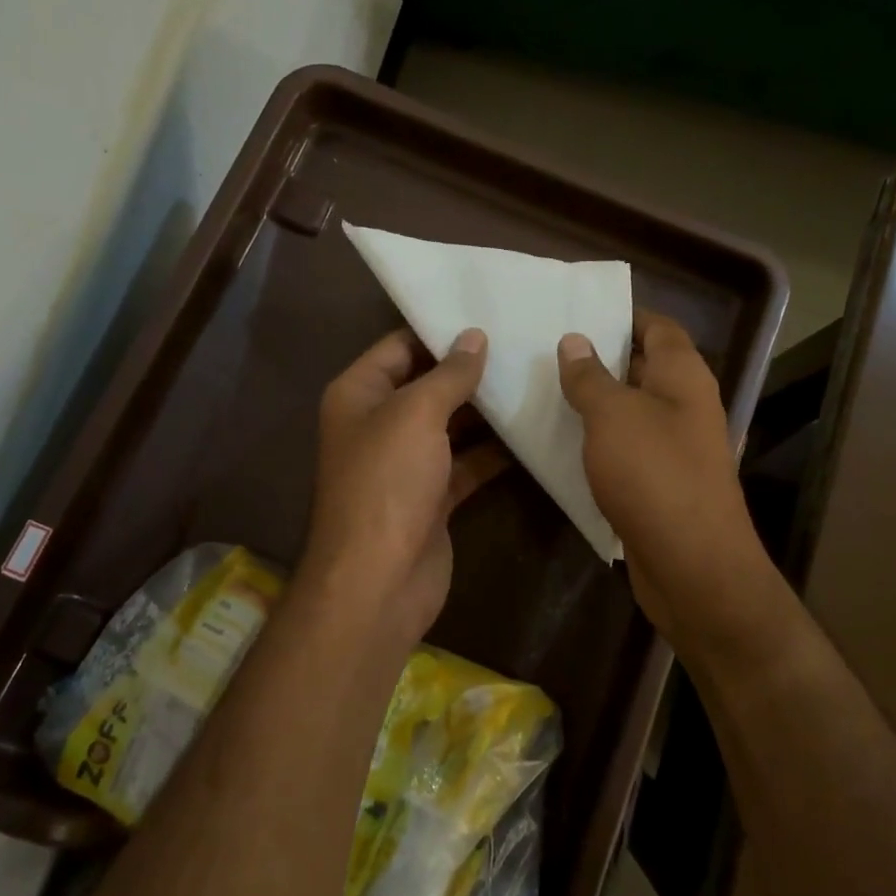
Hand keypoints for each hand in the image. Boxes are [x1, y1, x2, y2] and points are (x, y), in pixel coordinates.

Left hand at [300, 327, 503, 658]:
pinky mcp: (432, 497)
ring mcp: (406, 463)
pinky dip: (494, 452)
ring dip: (487, 411)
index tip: (489, 315)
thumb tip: (474, 338)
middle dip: (471, 370)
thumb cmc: (387, 482)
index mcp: (359, 394)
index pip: (399, 346)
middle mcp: (379, 424)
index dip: (440, 331)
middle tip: (524, 345)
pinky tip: (532, 434)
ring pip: (451, 426)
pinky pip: (466, 464)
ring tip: (536, 380)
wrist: (378, 580)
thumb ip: (448, 374)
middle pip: (428, 385)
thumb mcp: (416, 414)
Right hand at [558, 312, 791, 654]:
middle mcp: (685, 405)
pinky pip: (626, 449)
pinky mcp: (660, 483)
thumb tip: (574, 341)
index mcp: (683, 376)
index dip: (621, 316)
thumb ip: (590, 376)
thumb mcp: (613, 415)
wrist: (691, 564)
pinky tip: (561, 442)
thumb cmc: (654, 474)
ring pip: (631, 411)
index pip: (657, 326)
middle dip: (598, 358)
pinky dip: (598, 441)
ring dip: (594, 403)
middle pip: (643, 367)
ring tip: (543, 389)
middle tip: (545, 349)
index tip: (575, 312)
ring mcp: (675, 447)